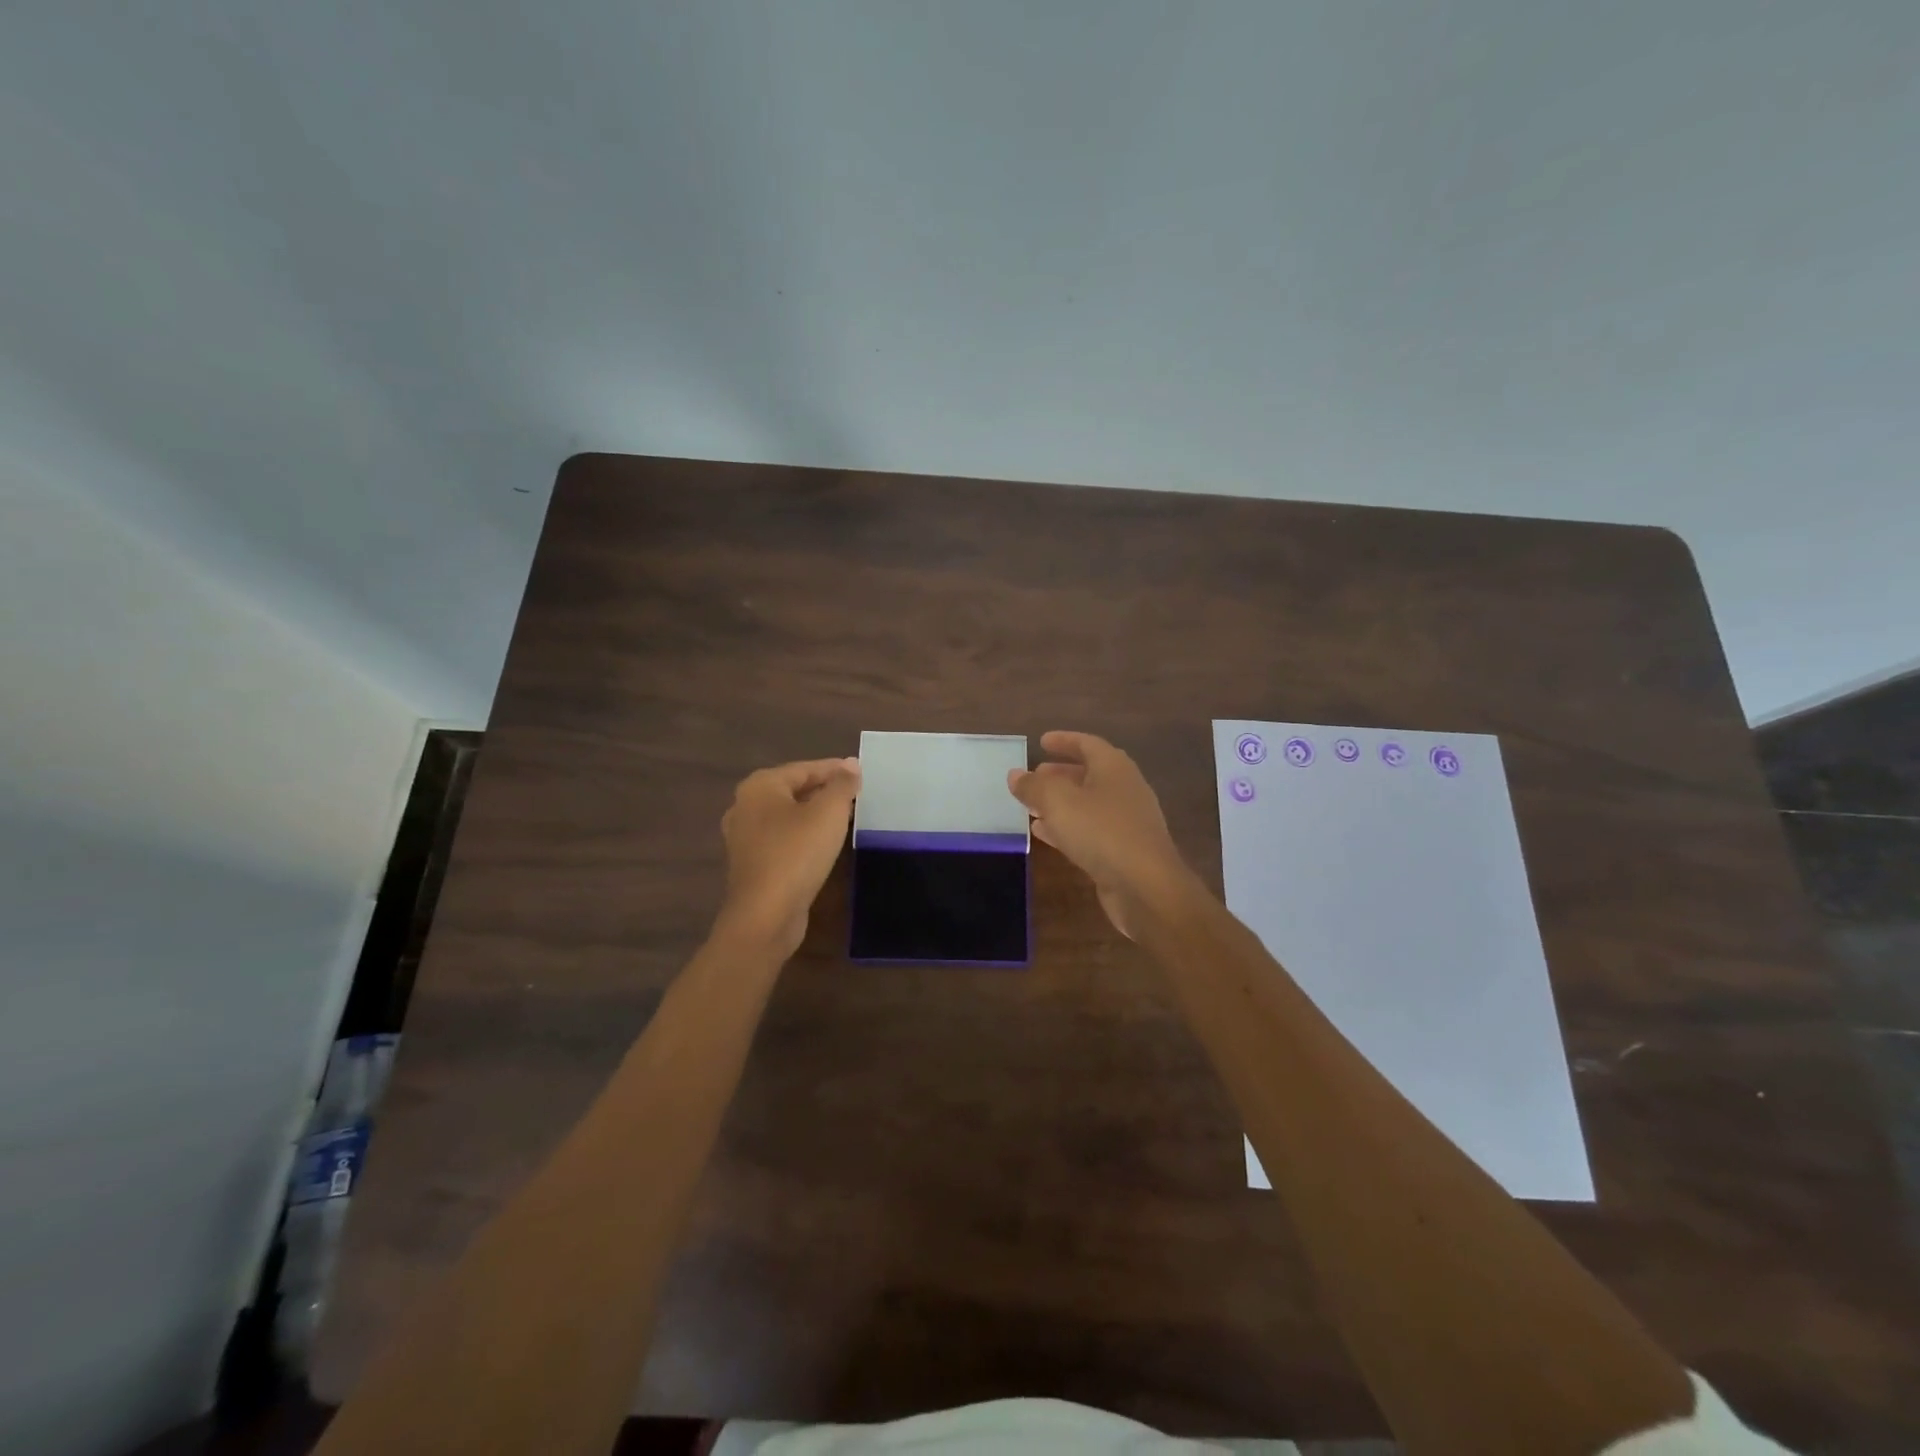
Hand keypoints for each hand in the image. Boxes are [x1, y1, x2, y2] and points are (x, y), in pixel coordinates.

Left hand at [717, 757, 860, 956]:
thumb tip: (852, 764)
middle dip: (825, 791)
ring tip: (846, 817)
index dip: (835, 769)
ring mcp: (744, 837)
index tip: (861, 773)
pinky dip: (804, 835)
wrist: (765, 916)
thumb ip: (842, 785)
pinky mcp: (751, 864)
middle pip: (793, 790)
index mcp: (760, 786)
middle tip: (857, 794)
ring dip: (815, 814)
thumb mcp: (829, 813)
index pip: (804, 768)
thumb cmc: (797, 854)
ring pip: (788, 816)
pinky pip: (783, 839)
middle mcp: (745, 806)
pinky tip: (825, 843)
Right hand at [1007, 731, 1193, 938]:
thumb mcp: (1058, 802)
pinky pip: (1091, 830)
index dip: (1064, 741)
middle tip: (1035, 776)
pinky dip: (1067, 827)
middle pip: (1090, 774)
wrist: (1146, 887)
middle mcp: (1125, 789)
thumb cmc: (1102, 832)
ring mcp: (1127, 822)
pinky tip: (1044, 834)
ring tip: (1032, 806)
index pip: (1088, 744)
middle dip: (1060, 773)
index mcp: (1114, 768)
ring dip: (1061, 803)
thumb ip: (1034, 786)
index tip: (1041, 741)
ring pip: (1088, 804)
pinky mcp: (1124, 851)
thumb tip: (1015, 774)